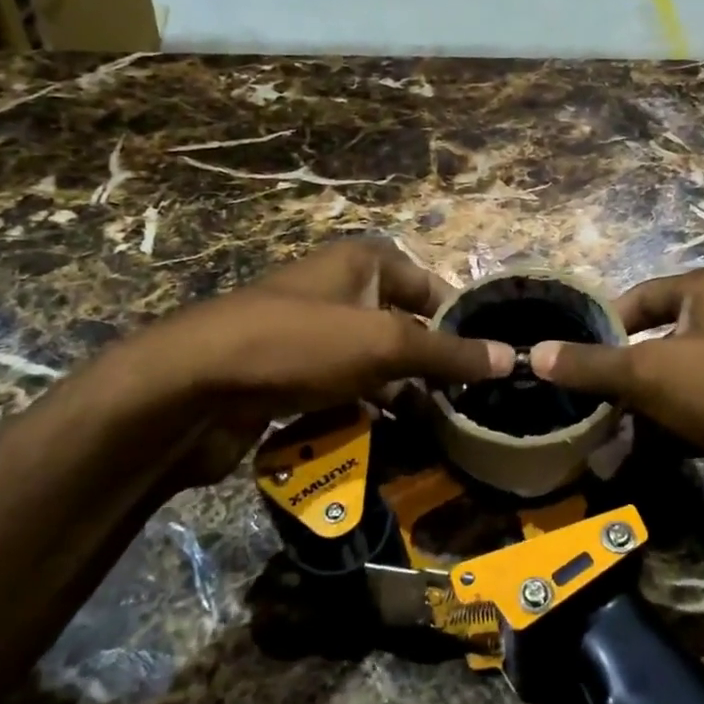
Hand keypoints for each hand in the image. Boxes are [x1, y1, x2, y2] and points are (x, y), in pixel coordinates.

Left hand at [103, 239, 508, 485]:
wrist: (191, 387)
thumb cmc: (298, 344)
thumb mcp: (383, 344)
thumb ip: (448, 354)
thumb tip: (512, 358)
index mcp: (363, 263)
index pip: (431, 288)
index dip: (461, 323)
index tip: (489, 365)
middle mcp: (340, 290)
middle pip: (405, 328)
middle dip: (432, 368)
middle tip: (466, 409)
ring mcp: (312, 334)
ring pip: (375, 365)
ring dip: (401, 397)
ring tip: (435, 434)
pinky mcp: (290, 373)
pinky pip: (343, 389)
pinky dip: (364, 411)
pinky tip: (385, 441)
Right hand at [528, 269, 703, 539]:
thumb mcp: (649, 368)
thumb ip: (591, 364)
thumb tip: (533, 353)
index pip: (642, 296)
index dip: (604, 322)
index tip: (568, 353)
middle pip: (655, 347)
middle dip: (616, 378)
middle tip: (575, 403)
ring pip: (671, 391)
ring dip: (635, 416)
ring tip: (594, 440)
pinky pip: (692, 425)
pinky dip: (663, 441)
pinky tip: (630, 464)